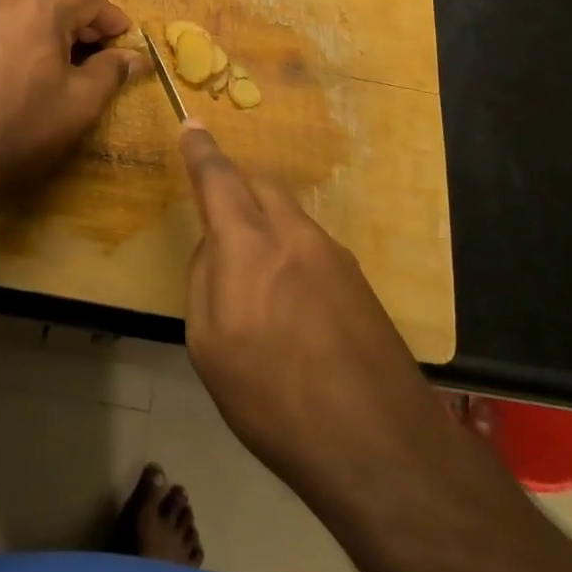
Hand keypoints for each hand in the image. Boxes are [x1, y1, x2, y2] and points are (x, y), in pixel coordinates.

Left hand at [0, 0, 140, 192]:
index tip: (124, 38)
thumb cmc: (24, 126)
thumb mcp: (80, 103)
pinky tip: (26, 49)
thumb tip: (136, 56)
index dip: (110, 17)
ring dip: (46, 2)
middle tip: (92, 37)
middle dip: (77, 3)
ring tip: (60, 38)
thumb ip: (110, 71)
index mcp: (41, 10)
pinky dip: (20, 13)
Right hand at [179, 123, 442, 513]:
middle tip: (221, 219)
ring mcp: (333, 254)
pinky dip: (292, 252)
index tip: (191, 126)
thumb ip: (204, 279)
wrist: (380, 445)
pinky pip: (313, 244)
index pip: (218, 178)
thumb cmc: (274, 399)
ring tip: (259, 280)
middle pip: (261, 185)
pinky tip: (295, 305)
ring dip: (267, 223)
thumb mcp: (209, 346)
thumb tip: (215, 247)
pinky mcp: (359, 280)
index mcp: (249, 245)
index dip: (201, 150)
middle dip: (237, 187)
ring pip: (290, 214)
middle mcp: (293, 234)